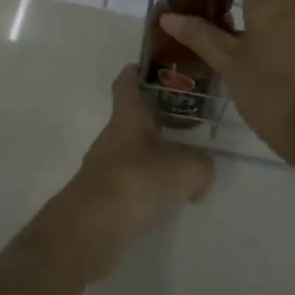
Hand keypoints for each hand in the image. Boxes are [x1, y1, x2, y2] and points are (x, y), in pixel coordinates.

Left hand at [49, 66, 214, 279]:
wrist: (92, 227)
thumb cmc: (136, 182)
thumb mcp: (185, 170)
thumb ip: (202, 165)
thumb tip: (202, 171)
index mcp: (127, 118)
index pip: (126, 83)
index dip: (136, 72)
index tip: (152, 68)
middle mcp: (111, 137)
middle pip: (132, 119)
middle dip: (156, 119)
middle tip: (186, 122)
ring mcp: (103, 166)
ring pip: (131, 151)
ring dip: (153, 154)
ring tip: (183, 164)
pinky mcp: (102, 195)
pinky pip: (129, 180)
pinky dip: (146, 184)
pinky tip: (166, 198)